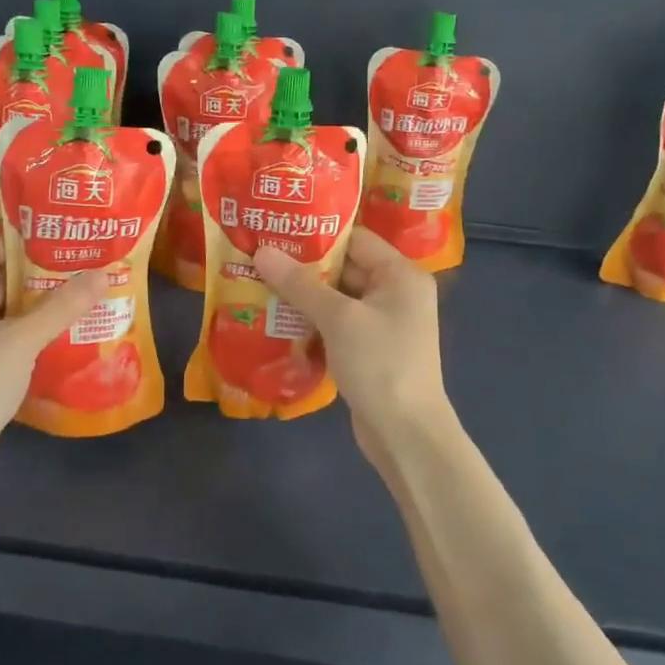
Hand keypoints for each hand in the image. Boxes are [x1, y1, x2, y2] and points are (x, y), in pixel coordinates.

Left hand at [0, 230, 107, 495]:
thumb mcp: (21, 341)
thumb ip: (62, 306)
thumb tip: (104, 274)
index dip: (23, 236)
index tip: (65, 234)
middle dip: (41, 271)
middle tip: (87, 263)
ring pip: (4, 309)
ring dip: (41, 304)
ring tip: (87, 294)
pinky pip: (4, 337)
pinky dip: (32, 333)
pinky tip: (70, 333)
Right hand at [253, 229, 457, 467]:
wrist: (406, 435)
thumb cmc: (380, 364)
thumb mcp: (338, 318)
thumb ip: (300, 283)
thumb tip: (262, 251)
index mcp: (401, 275)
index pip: (356, 239)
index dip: (317, 234)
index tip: (277, 229)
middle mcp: (396, 293)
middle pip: (345, 268)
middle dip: (303, 266)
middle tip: (259, 256)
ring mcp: (383, 323)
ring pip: (337, 298)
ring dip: (303, 296)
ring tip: (258, 282)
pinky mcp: (370, 350)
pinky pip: (337, 325)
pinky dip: (311, 322)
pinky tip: (276, 319)